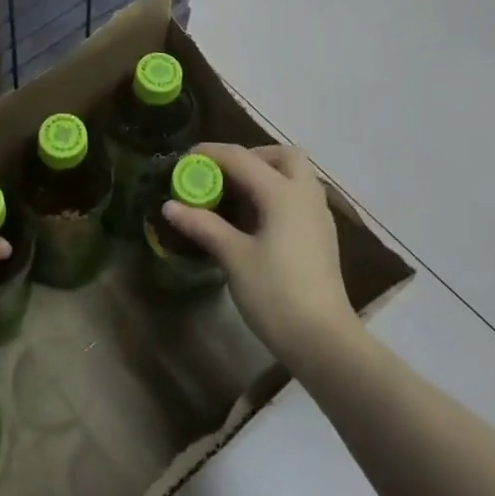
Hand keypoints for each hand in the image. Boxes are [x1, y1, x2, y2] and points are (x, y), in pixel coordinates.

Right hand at [163, 143, 357, 368]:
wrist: (324, 341)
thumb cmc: (276, 294)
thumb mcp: (234, 257)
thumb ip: (203, 225)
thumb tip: (170, 206)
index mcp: (283, 193)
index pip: (242, 158)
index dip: (210, 154)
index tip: (184, 160)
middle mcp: (305, 195)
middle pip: (283, 155)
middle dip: (251, 156)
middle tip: (224, 174)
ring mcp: (318, 216)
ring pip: (295, 175)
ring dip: (266, 175)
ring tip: (234, 199)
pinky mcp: (322, 236)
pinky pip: (298, 197)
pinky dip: (276, 195)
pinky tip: (255, 222)